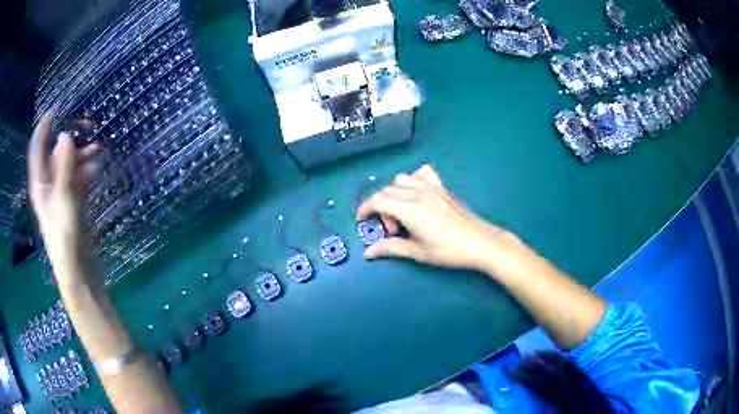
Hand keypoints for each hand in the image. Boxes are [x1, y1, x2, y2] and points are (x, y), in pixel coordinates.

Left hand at [28, 114, 100, 275]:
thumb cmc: (64, 234)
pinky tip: (97, 168)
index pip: (37, 149)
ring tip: (98, 150)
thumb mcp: (64, 197)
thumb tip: (65, 135)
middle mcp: (48, 186)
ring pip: (68, 166)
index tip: (55, 109)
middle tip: (86, 129)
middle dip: (69, 141)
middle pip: (55, 155)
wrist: (78, 269)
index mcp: (40, 184)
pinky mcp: (72, 204)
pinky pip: (77, 179)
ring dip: (81, 156)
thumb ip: (65, 166)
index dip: (43, 128)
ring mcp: (60, 196)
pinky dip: (86, 171)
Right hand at [356, 165, 517, 271]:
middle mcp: (418, 193)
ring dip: (394, 194)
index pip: (378, 200)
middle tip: (393, 231)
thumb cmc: (449, 250)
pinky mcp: (442, 187)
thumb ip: (391, 248)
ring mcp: (432, 187)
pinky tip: (417, 194)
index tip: (361, 220)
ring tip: (404, 214)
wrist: (480, 242)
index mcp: (410, 209)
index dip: (365, 208)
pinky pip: (422, 173)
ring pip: (401, 180)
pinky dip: (413, 180)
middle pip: (387, 191)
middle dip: (381, 209)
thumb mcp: (418, 252)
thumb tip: (368, 253)